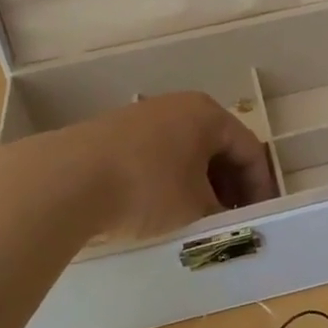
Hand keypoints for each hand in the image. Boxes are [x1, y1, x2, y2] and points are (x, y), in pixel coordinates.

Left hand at [50, 92, 276, 240]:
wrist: (65, 180)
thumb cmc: (147, 188)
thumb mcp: (196, 208)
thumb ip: (222, 213)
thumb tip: (226, 219)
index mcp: (208, 115)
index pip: (250, 152)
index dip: (261, 188)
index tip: (262, 218)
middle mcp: (179, 107)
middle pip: (219, 149)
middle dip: (230, 187)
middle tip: (233, 220)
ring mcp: (144, 118)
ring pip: (187, 154)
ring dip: (200, 186)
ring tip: (199, 220)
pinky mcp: (115, 135)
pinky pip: (159, 158)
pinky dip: (171, 183)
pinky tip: (163, 211)